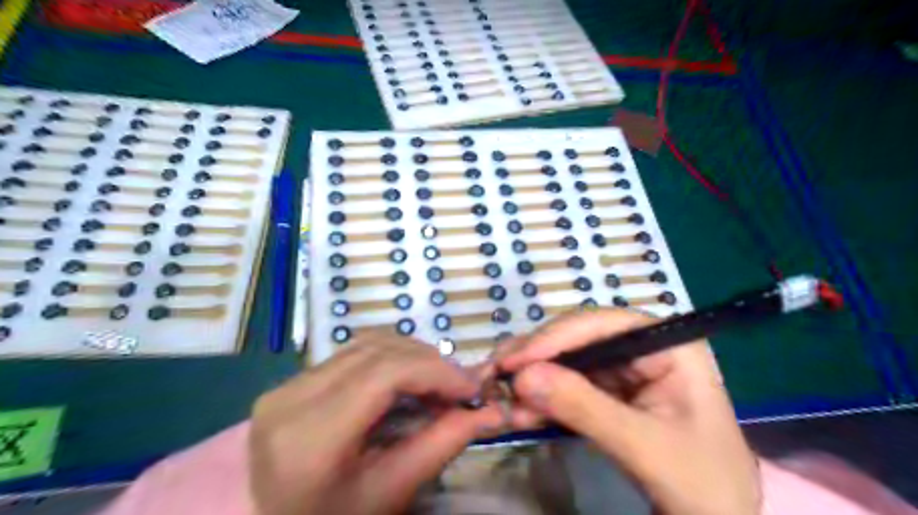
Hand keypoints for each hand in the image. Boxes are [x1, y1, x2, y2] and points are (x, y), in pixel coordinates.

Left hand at [250, 334, 505, 514]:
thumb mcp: (391, 492)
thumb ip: (442, 444)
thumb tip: (491, 411)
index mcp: (310, 437)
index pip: (383, 374)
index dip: (435, 371)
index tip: (471, 387)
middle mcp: (291, 398)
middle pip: (377, 352)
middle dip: (429, 362)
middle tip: (461, 386)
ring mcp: (287, 385)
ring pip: (367, 345)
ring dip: (411, 356)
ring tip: (438, 383)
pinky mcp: (293, 381)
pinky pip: (353, 354)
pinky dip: (390, 359)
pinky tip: (407, 380)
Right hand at [499, 310, 764, 514]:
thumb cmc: (704, 484)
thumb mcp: (645, 446)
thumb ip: (584, 408)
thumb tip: (522, 377)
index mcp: (668, 344)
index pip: (603, 325)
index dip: (555, 338)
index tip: (514, 362)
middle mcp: (643, 347)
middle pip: (578, 339)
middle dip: (535, 359)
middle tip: (493, 374)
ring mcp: (624, 370)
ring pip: (567, 362)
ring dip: (531, 380)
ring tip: (496, 396)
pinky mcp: (609, 393)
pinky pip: (568, 387)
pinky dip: (541, 400)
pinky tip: (516, 413)